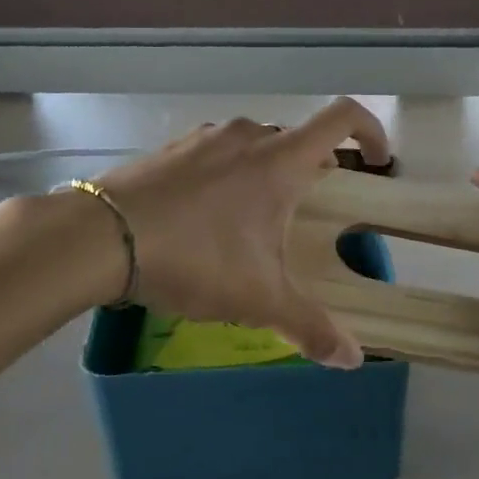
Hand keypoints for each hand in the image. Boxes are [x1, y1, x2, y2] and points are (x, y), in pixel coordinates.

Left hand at [91, 97, 390, 368]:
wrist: (100, 238)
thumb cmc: (194, 258)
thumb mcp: (258, 299)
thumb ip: (309, 327)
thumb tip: (351, 359)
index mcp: (279, 161)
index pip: (342, 119)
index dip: (370, 133)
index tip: (378, 162)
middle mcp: (245, 137)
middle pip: (296, 139)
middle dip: (313, 170)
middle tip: (309, 212)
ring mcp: (203, 139)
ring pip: (252, 146)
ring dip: (266, 173)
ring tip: (254, 221)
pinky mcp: (168, 150)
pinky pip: (213, 155)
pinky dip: (225, 176)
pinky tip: (205, 218)